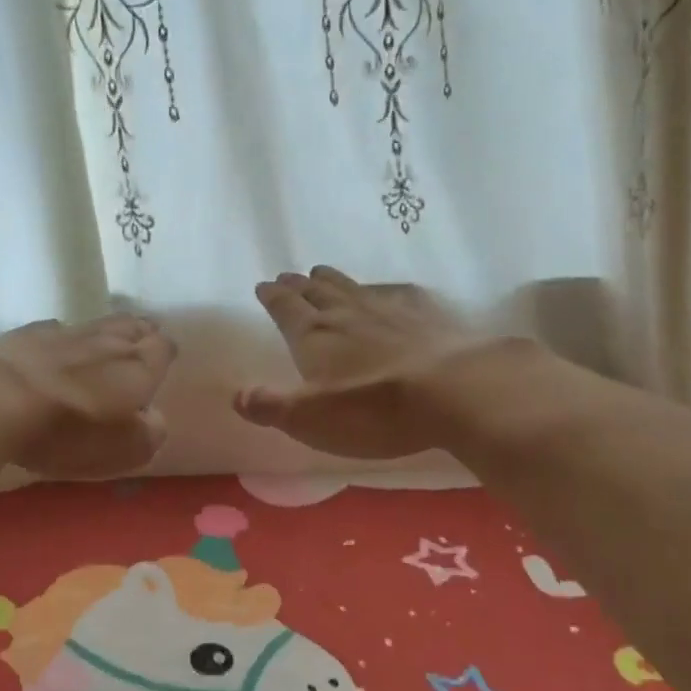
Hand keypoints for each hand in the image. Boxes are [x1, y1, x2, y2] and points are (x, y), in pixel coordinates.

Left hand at [0, 313, 175, 478]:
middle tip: (142, 338)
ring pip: (94, 325)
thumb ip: (148, 433)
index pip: (162, 348)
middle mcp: (106, 341)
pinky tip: (55, 346)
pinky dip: (61, 339)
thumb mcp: (123, 449)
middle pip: (131, 327)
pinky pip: (54, 331)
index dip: (164, 354)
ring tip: (106, 340)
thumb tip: (152, 418)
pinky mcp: (23, 335)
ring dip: (104, 332)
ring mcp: (62, 333)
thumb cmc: (68, 431)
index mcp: (137, 367)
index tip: (163, 360)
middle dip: (140, 332)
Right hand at [235, 268, 479, 458]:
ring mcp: (390, 310)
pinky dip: (384, 290)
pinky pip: (398, 294)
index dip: (272, 297)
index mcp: (314, 336)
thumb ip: (270, 405)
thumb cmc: (373, 410)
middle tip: (288, 276)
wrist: (453, 390)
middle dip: (299, 285)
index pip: (286, 309)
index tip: (264, 285)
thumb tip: (237, 394)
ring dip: (334, 280)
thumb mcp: (309, 418)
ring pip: (353, 288)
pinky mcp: (427, 316)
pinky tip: (388, 292)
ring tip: (322, 272)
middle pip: (317, 292)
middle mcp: (348, 314)